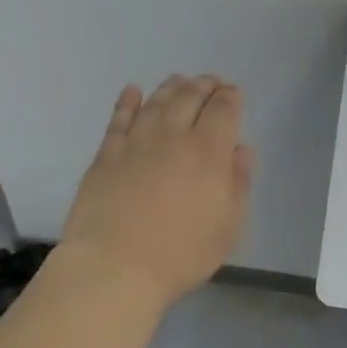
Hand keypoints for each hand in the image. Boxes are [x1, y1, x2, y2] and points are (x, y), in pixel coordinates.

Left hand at [61, 75, 254, 307]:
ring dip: (171, 87)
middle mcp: (173, 136)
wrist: (115, 266)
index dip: (231, 97)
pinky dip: (127, 101)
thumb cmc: (180, 254)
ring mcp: (136, 142)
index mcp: (209, 152)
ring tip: (179, 81)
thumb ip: (238, 184)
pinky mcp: (106, 154)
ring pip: (156, 101)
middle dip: (204, 85)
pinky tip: (132, 91)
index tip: (234, 94)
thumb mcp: (228, 228)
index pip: (224, 109)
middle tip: (210, 83)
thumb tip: (240, 151)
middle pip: (190, 97)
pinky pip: (119, 118)